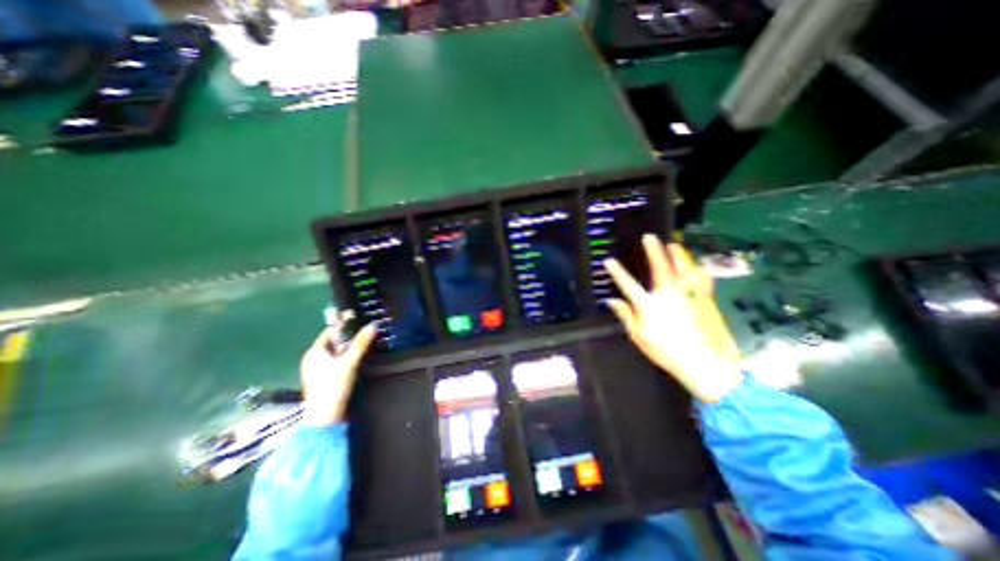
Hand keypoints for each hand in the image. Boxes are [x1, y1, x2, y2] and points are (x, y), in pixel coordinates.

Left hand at [299, 324, 377, 425]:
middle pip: (333, 341)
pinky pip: (335, 361)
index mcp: (315, 352)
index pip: (330, 331)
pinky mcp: (323, 378)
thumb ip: (361, 343)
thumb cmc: (333, 386)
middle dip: (347, 335)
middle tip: (363, 329)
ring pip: (334, 351)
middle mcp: (313, 358)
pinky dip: (345, 356)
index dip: (343, 323)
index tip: (356, 316)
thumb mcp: (349, 363)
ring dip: (347, 346)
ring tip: (362, 341)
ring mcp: (316, 369)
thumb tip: (373, 325)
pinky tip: (355, 358)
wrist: (326, 417)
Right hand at [602, 234, 741, 400]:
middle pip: (659, 268)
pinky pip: (700, 279)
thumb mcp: (640, 337)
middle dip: (653, 251)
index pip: (628, 285)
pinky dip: (696, 269)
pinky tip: (694, 264)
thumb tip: (611, 300)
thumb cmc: (667, 352)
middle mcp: (668, 295)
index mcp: (649, 306)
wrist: (705, 364)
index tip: (608, 260)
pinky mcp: (705, 299)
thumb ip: (626, 316)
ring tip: (672, 244)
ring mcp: (688, 295)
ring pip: (682, 268)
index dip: (617, 272)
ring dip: (676, 254)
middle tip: (649, 237)